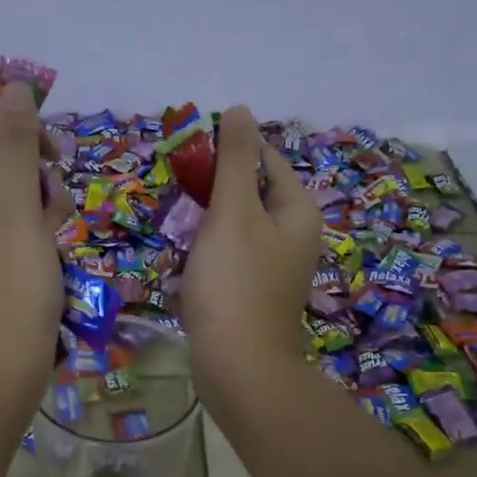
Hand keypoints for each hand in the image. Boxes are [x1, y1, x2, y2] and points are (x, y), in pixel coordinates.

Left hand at [0, 82, 72, 398]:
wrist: (3, 373)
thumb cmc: (6, 287)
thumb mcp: (15, 209)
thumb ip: (16, 146)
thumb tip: (14, 84)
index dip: (14, 142)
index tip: (49, 159)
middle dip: (34, 189)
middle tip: (49, 218)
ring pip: (13, 209)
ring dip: (43, 219)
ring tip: (53, 250)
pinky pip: (14, 242)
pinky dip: (37, 247)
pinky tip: (51, 268)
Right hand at [181, 105, 322, 394]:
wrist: (239, 367)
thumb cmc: (235, 283)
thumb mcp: (233, 212)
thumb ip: (234, 160)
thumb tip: (240, 110)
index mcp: (298, 211)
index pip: (265, 160)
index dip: (228, 152)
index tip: (189, 157)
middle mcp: (294, 236)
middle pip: (250, 194)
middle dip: (212, 192)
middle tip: (177, 197)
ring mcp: (275, 268)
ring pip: (236, 227)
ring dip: (206, 224)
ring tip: (178, 228)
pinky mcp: (254, 293)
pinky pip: (230, 258)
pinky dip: (208, 254)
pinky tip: (186, 263)